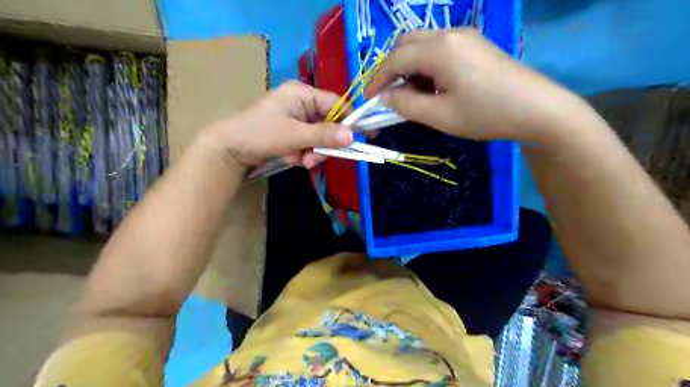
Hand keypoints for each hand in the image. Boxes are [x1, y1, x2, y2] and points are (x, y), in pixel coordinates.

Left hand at [203, 80, 354, 168]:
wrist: (229, 149)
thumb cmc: (260, 134)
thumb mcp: (294, 135)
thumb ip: (324, 135)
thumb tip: (353, 136)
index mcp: (302, 93)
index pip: (336, 103)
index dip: (350, 120)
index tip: (362, 137)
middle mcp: (301, 103)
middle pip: (328, 123)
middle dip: (323, 144)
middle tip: (313, 159)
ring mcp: (296, 118)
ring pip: (318, 136)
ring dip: (312, 152)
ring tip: (299, 161)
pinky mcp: (291, 131)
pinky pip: (307, 142)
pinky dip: (302, 153)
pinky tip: (291, 158)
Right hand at [363, 29, 584, 139]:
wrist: (537, 109)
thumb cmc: (485, 114)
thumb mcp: (439, 116)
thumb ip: (406, 105)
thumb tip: (385, 97)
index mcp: (438, 50)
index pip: (395, 59)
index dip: (377, 79)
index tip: (367, 99)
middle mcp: (449, 34)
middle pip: (406, 44)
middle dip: (391, 69)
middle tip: (388, 95)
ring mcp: (465, 37)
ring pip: (423, 45)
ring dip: (409, 67)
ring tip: (412, 95)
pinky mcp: (476, 45)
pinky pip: (440, 49)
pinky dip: (426, 66)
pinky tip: (433, 86)